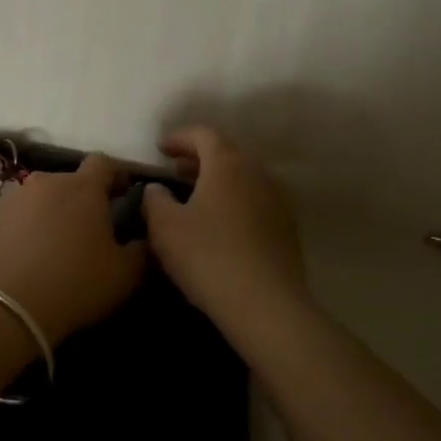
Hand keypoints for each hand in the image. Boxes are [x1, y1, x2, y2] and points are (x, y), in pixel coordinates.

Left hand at [0, 155, 147, 343]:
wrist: (6, 304)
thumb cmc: (75, 283)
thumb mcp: (125, 274)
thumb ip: (141, 250)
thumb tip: (143, 238)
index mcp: (82, 188)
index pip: (104, 163)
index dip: (116, 175)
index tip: (123, 192)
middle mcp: (44, 182)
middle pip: (68, 182)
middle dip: (80, 200)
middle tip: (87, 230)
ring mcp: (10, 198)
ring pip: (37, 199)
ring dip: (47, 214)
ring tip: (51, 246)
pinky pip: (10, 219)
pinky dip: (19, 231)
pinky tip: (21, 259)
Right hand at [141, 126, 304, 327]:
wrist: (267, 306)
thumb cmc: (208, 257)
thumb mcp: (164, 226)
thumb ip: (154, 199)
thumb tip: (156, 188)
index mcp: (227, 163)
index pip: (203, 134)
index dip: (179, 137)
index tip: (160, 148)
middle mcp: (256, 173)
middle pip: (227, 152)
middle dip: (199, 157)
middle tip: (175, 169)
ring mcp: (276, 200)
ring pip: (243, 177)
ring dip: (217, 179)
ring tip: (194, 196)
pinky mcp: (286, 228)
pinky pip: (254, 200)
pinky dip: (234, 200)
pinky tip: (219, 224)